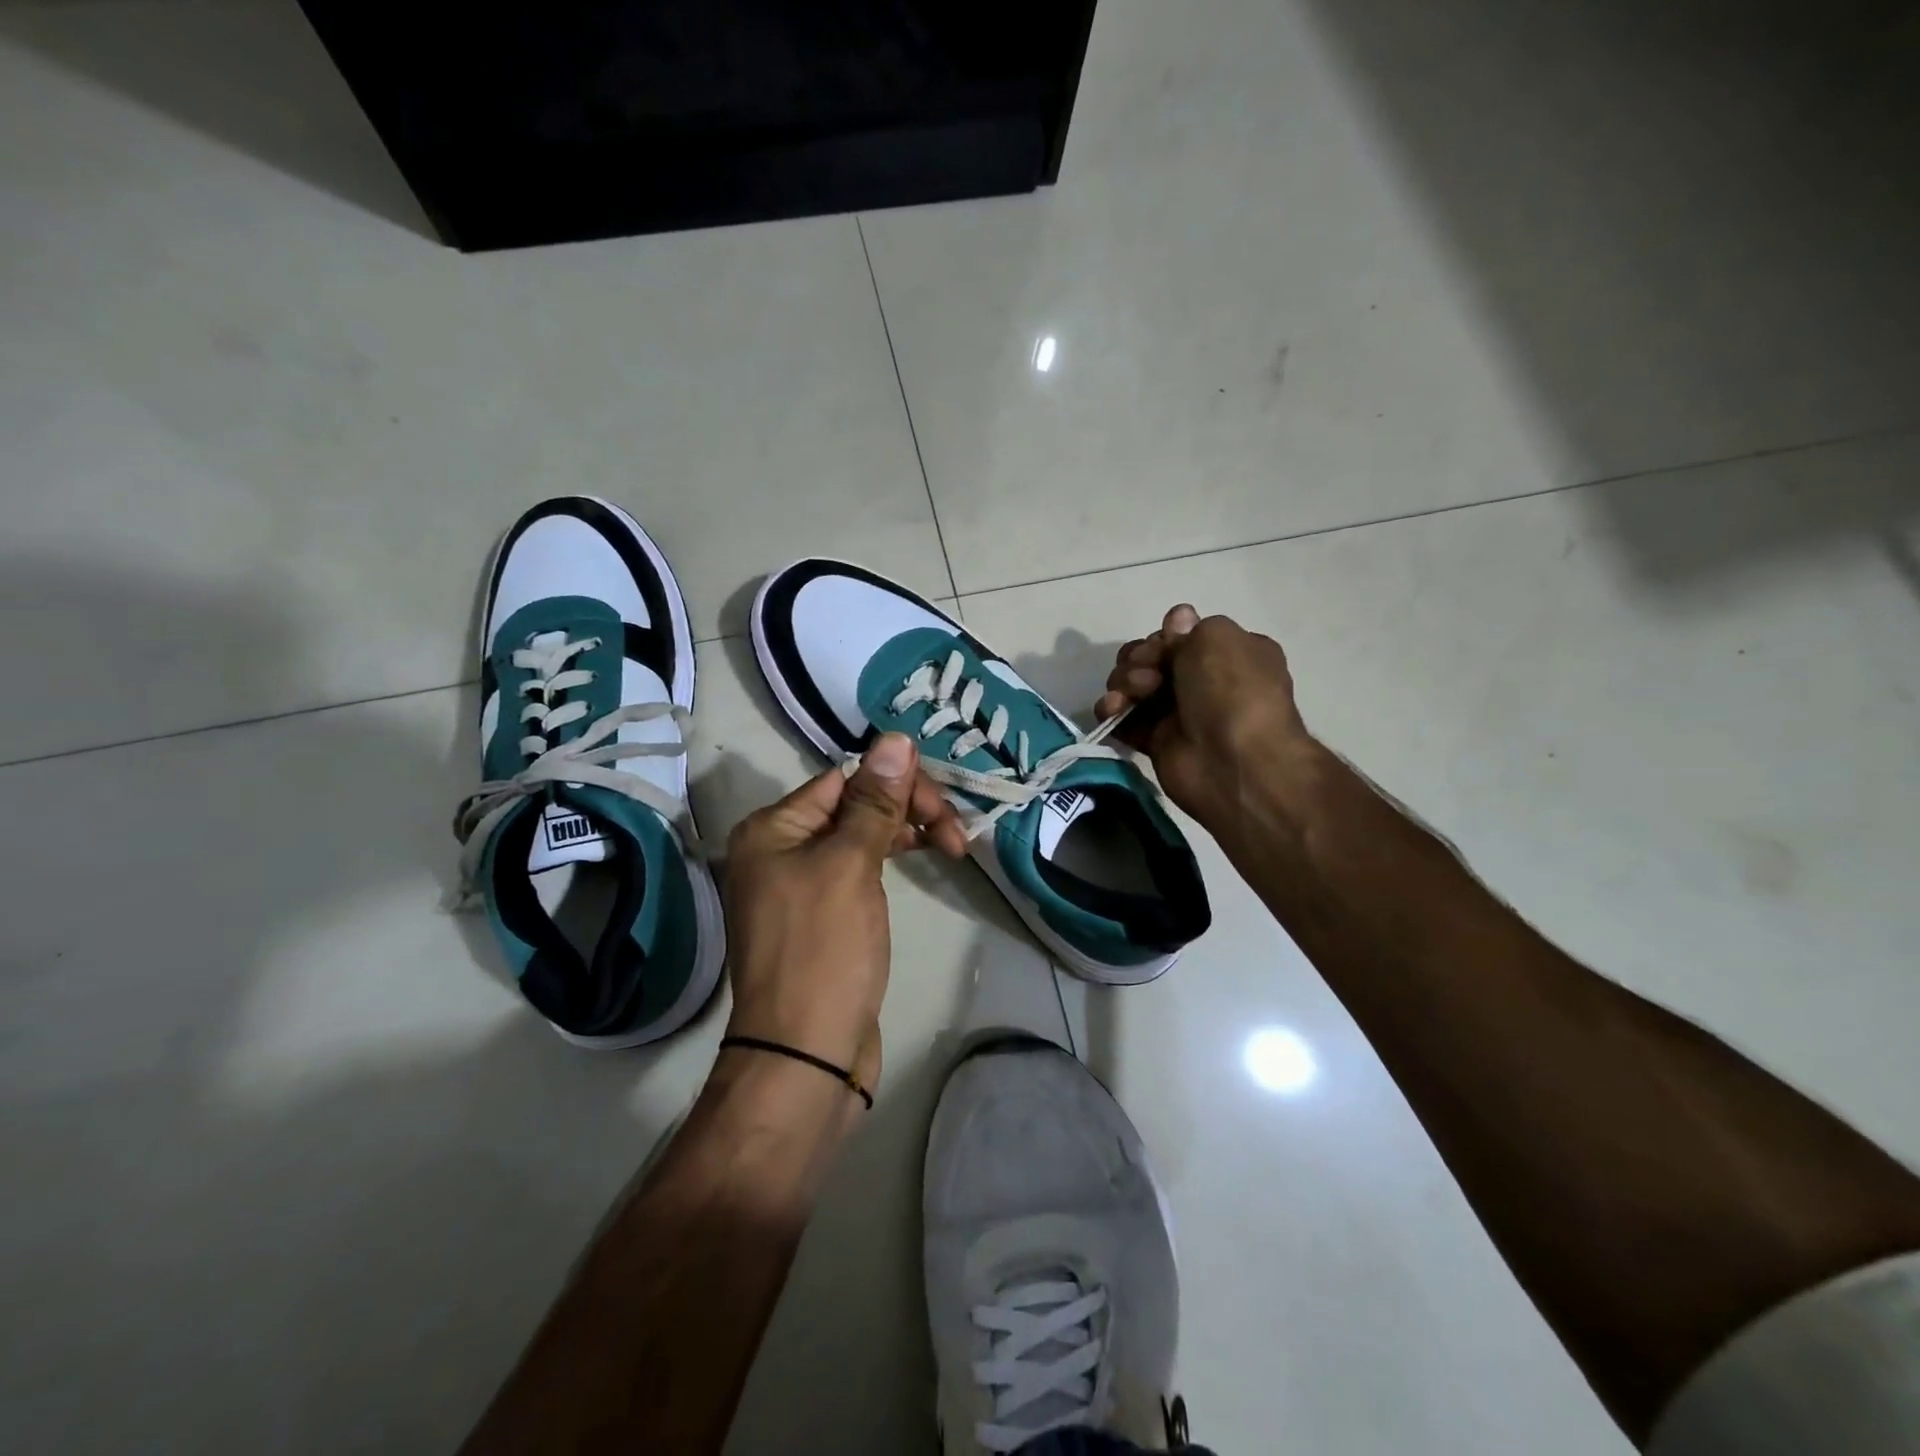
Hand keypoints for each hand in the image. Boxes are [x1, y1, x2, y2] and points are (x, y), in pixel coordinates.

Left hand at [721, 733, 964, 1105]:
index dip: (896, 784)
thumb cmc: (824, 951)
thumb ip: (874, 802)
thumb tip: (895, 739)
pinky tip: (921, 858)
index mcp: (772, 829)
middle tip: (956, 834)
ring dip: (905, 832)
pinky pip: (859, 870)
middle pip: (853, 806)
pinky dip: (890, 860)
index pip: (843, 780)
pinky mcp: (823, 917)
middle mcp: (779, 850)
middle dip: (906, 810)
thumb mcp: (850, 866)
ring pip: (860, 838)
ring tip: (953, 846)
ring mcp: (800, 886)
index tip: (943, 806)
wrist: (806, 1057)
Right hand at [1094, 605, 1312, 831]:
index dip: (1164, 637)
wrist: (1233, 761)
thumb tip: (1176, 623)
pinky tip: (1112, 711)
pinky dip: (1112, 711)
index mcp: (1228, 653)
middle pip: (1152, 657)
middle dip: (1140, 659)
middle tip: (1147, 675)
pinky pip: (1122, 718)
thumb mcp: (1216, 638)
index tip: (1164, 644)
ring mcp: (1179, 712)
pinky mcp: (1156, 741)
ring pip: (1133, 684)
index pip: (1182, 635)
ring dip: (1124, 682)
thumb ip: (1187, 629)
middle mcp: (1204, 680)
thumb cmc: (1231, 691)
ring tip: (1131, 696)